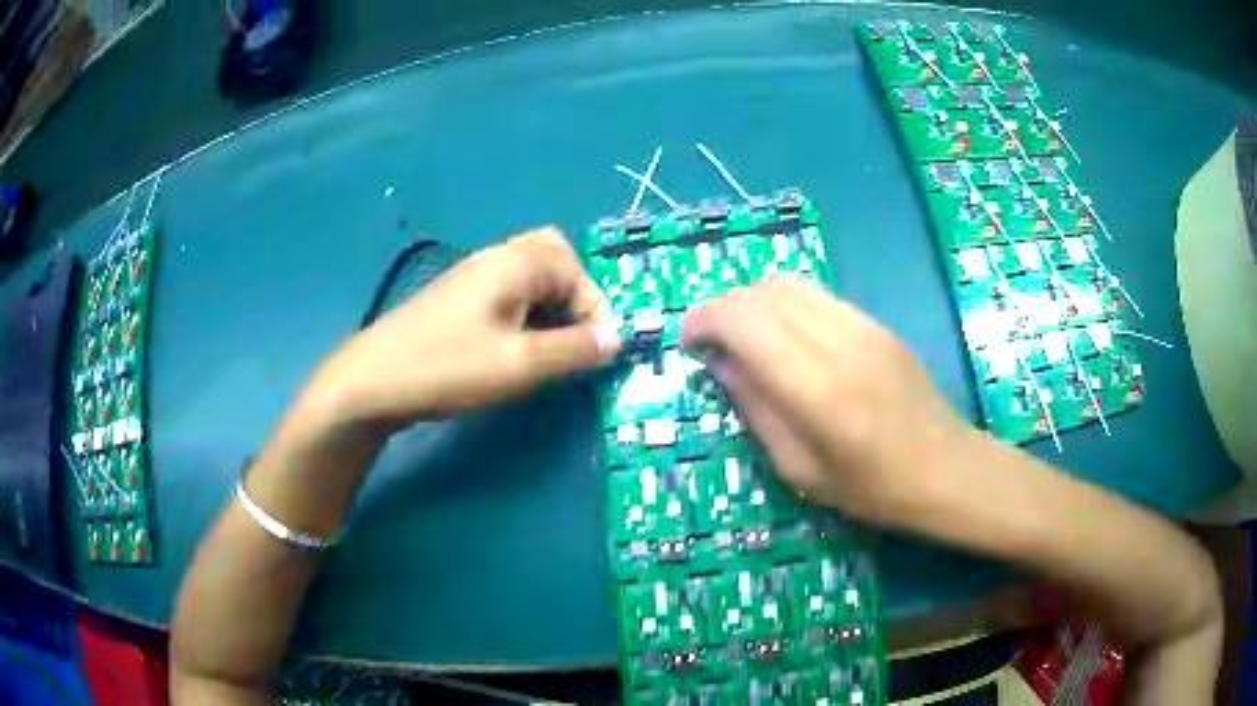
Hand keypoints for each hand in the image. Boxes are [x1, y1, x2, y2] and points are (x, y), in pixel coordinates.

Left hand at [303, 227, 621, 429]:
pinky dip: (526, 312)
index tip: (600, 351)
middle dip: (575, 295)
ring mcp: (472, 277)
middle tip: (576, 335)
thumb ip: (575, 349)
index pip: (577, 269)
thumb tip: (617, 339)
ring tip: (550, 347)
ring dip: (551, 305)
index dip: (597, 309)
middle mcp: (496, 258)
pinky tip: (516, 347)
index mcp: (515, 262)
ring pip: (529, 275)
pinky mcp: (458, 299)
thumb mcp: (521, 364)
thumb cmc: (449, 367)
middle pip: (553, 256)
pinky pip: (507, 292)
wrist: (373, 381)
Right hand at [682, 276, 975, 522]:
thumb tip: (721, 363)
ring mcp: (863, 324)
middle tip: (710, 343)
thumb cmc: (871, 488)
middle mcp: (838, 340)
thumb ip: (756, 408)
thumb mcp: (799, 469)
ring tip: (743, 337)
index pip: (745, 320)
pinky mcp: (876, 322)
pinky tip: (785, 337)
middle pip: (763, 292)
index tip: (688, 343)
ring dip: (753, 301)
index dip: (705, 320)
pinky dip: (785, 304)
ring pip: (789, 284)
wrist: (946, 468)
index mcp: (816, 387)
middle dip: (723, 308)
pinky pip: (817, 296)